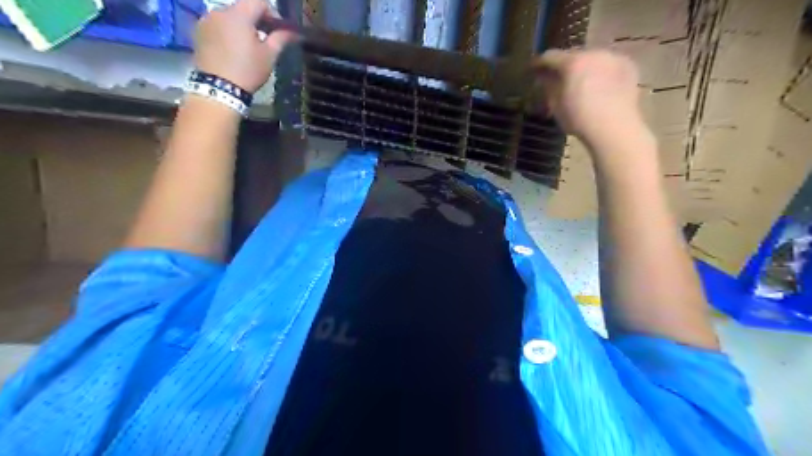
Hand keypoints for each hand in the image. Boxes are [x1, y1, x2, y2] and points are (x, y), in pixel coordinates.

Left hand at [192, 0, 296, 92]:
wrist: (218, 88)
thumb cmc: (248, 70)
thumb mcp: (269, 56)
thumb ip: (281, 39)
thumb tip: (294, 32)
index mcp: (239, 14)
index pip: (259, 1)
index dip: (271, 14)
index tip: (276, 31)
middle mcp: (219, 11)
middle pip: (242, 8)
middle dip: (255, 21)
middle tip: (263, 41)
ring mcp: (206, 20)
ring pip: (228, 17)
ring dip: (239, 27)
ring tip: (245, 48)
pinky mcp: (198, 32)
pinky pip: (216, 25)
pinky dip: (226, 33)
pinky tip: (231, 51)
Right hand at [538, 51, 643, 145]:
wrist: (614, 128)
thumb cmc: (579, 119)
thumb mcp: (556, 105)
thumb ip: (549, 86)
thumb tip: (545, 77)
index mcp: (572, 63)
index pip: (550, 56)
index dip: (539, 63)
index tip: (534, 70)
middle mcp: (593, 53)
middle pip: (573, 55)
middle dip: (564, 66)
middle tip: (558, 78)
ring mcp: (613, 57)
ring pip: (592, 58)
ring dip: (584, 68)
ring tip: (581, 83)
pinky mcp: (628, 65)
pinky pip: (608, 64)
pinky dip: (601, 72)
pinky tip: (600, 86)